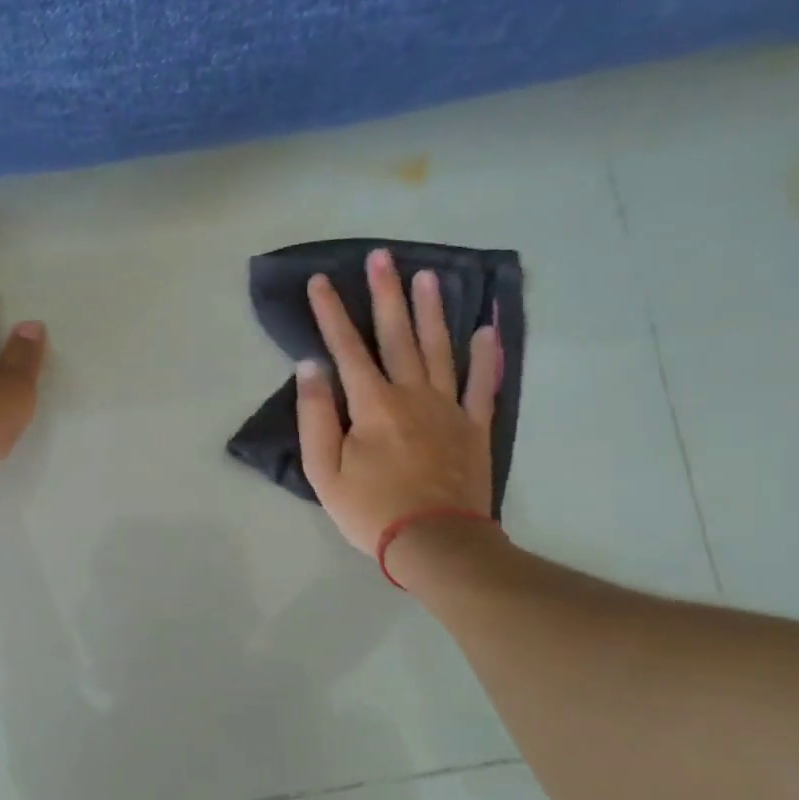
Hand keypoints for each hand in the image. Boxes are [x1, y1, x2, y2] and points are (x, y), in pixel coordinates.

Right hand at [296, 248, 501, 553]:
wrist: (435, 543)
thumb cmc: (371, 510)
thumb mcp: (324, 470)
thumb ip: (316, 415)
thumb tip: (311, 366)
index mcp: (372, 404)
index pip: (346, 348)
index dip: (331, 313)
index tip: (321, 280)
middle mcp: (412, 394)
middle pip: (397, 335)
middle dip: (386, 294)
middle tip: (382, 256)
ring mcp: (448, 408)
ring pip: (439, 348)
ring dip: (431, 310)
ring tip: (428, 276)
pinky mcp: (474, 427)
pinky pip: (482, 384)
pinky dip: (486, 356)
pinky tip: (487, 329)